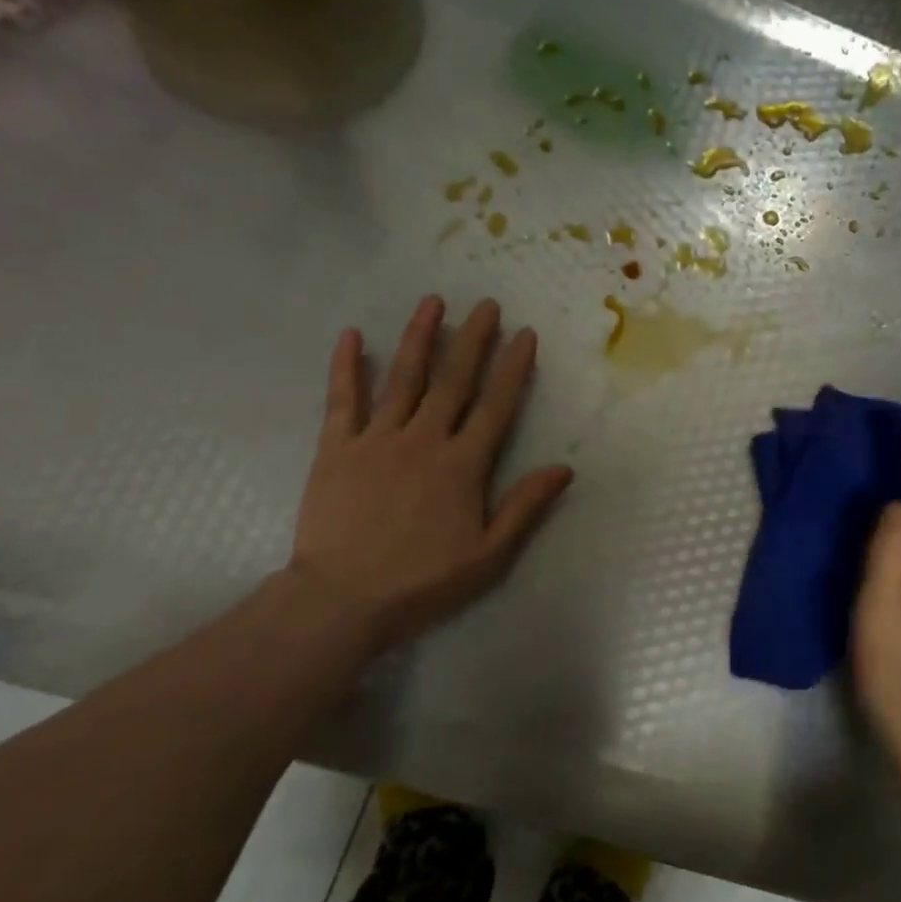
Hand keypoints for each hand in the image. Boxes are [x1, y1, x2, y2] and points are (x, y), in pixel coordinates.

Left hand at [286, 296, 572, 647]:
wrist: (342, 599)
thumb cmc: (423, 580)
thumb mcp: (489, 554)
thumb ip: (525, 506)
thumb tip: (564, 468)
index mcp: (463, 465)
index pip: (496, 406)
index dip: (513, 368)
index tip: (525, 335)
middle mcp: (423, 440)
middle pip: (453, 380)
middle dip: (472, 339)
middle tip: (486, 304)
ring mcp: (377, 440)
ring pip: (403, 378)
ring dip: (419, 337)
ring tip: (432, 302)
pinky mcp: (336, 449)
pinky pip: (342, 400)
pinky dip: (347, 366)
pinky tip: (352, 335)